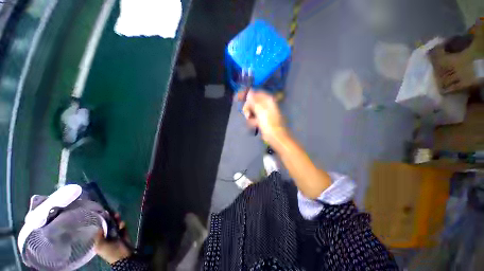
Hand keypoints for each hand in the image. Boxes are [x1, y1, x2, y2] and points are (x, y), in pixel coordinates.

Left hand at [94, 214, 131, 264]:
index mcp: (100, 240)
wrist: (123, 258)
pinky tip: (122, 223)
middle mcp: (107, 237)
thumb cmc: (108, 251)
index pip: (98, 228)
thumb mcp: (98, 243)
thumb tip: (100, 225)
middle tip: (109, 212)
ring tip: (117, 215)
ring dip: (116, 220)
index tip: (100, 213)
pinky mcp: (124, 237)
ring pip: (115, 225)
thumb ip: (97, 233)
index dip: (99, 220)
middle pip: (107, 225)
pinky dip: (122, 225)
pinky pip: (123, 229)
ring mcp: (116, 237)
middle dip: (108, 218)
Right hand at [241, 90, 287, 144]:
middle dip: (248, 107)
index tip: (238, 99)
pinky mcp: (265, 120)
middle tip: (247, 114)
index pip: (256, 93)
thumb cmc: (269, 124)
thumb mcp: (260, 111)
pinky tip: (253, 125)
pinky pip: (256, 118)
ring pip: (253, 110)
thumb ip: (254, 100)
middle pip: (253, 102)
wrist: (277, 138)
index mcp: (268, 100)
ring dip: (250, 115)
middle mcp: (268, 104)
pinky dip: (253, 121)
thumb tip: (249, 91)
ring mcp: (266, 113)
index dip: (247, 95)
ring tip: (250, 121)